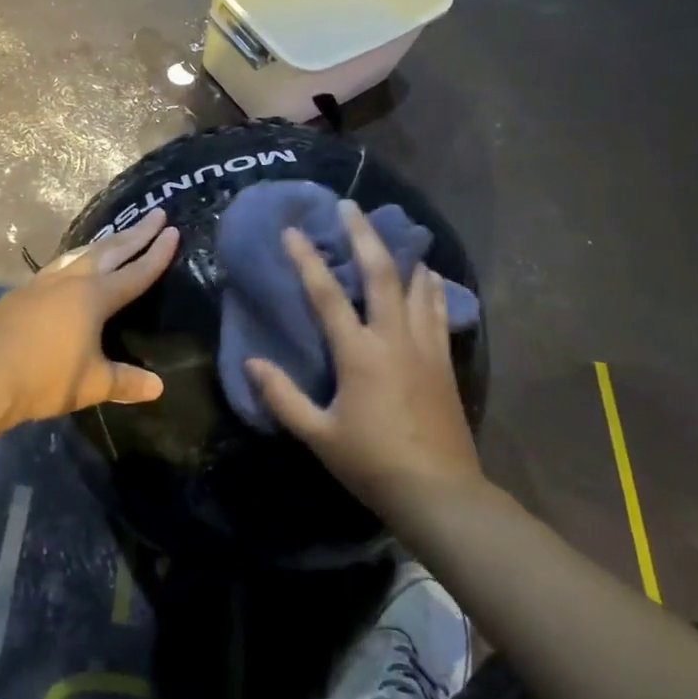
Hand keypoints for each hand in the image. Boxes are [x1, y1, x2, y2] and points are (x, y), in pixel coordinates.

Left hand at [0, 208, 180, 427]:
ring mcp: (44, 282)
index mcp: (95, 297)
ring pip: (83, 253)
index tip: (174, 232)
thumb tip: (158, 387)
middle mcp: (72, 280)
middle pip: (111, 251)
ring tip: (119, 233)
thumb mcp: (92, 384)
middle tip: (156, 213)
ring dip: (106, 241)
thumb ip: (126, 381)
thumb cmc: (44, 378)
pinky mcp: (23, 292)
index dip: (157, 254)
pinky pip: (60, 264)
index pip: (136, 272)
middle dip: (137, 233)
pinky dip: (78, 257)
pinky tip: (73, 264)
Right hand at [246, 201, 482, 520]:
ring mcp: (424, 346)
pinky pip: (438, 310)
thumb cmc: (372, 464)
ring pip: (415, 285)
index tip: (293, 231)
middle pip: (381, 273)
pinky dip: (430, 286)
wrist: (439, 492)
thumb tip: (252, 362)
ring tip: (390, 230)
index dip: (308, 260)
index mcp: (358, 354)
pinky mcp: (444, 360)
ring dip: (400, 253)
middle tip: (350, 206)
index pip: (327, 296)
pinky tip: (427, 275)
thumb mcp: (318, 435)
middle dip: (363, 234)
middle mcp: (393, 339)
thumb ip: (283, 397)